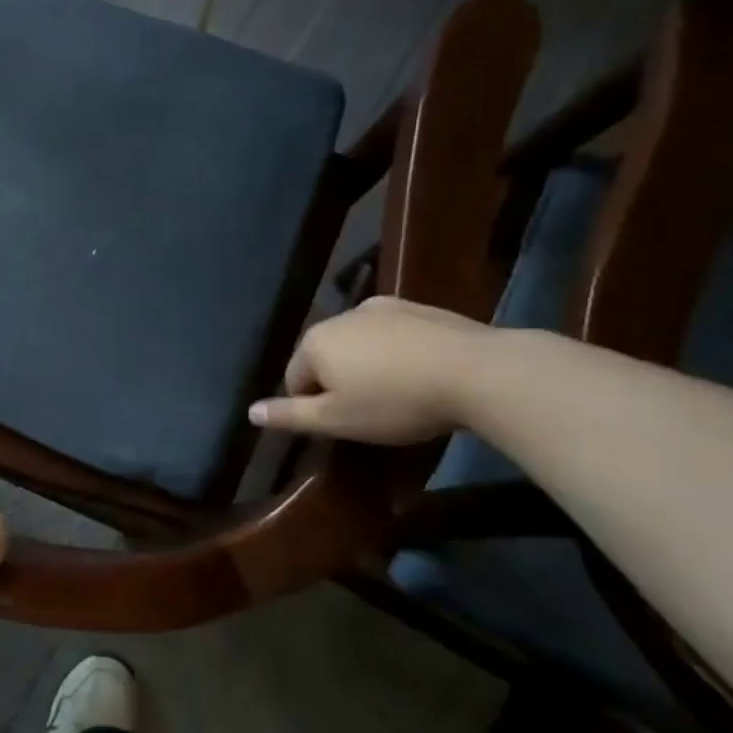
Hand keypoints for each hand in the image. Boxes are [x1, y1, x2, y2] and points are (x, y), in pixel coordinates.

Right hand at [247, 296, 495, 444]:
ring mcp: (382, 308)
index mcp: (315, 342)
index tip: (346, 425)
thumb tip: (249, 412)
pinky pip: (395, 335)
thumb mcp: (338, 421)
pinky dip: (400, 352)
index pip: (295, 379)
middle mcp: (340, 316)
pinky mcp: (421, 308)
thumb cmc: (397, 402)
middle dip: (341, 381)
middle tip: (373, 412)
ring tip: (402, 394)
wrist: (482, 372)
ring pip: (361, 343)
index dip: (315, 407)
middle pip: (326, 357)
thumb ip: (290, 416)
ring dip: (370, 365)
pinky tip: (425, 374)